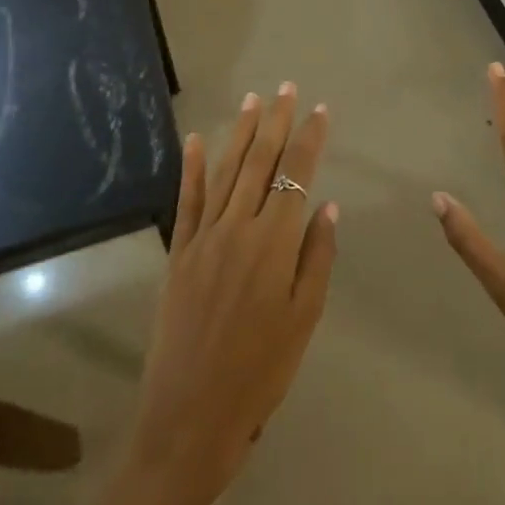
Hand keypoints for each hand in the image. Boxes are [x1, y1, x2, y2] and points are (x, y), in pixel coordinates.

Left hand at [128, 83, 337, 504]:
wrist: (190, 416)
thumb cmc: (260, 372)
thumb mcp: (304, 319)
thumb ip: (317, 258)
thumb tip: (326, 207)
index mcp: (275, 243)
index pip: (296, 175)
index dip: (310, 139)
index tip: (320, 109)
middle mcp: (239, 228)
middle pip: (260, 163)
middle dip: (276, 122)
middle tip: (286, 88)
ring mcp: (204, 237)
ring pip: (225, 172)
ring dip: (240, 133)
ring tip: (253, 101)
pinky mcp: (178, 253)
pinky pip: (186, 200)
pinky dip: (190, 168)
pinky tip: (194, 140)